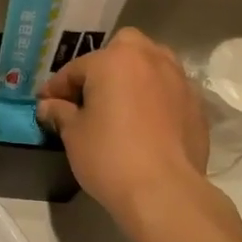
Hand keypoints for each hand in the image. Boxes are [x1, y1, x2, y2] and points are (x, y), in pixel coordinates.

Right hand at [35, 29, 208, 223]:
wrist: (164, 191)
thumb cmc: (110, 156)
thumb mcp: (74, 134)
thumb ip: (60, 112)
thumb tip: (49, 106)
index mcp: (114, 60)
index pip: (76, 68)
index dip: (56, 88)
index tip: (45, 104)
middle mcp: (150, 59)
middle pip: (122, 49)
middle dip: (104, 65)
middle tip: (90, 95)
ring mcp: (179, 80)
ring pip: (152, 65)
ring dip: (134, 77)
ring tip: (121, 105)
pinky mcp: (196, 104)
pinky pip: (169, 90)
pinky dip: (155, 98)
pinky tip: (146, 123)